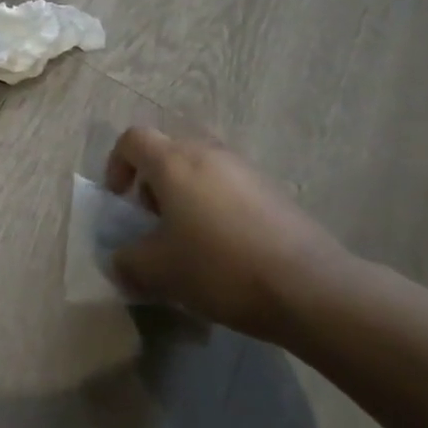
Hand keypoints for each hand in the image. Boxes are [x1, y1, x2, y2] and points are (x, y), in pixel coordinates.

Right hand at [103, 127, 352, 341]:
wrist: (309, 288)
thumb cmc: (219, 267)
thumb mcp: (158, 271)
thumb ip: (128, 261)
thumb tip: (120, 262)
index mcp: (174, 162)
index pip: (133, 139)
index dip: (117, 165)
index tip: (121, 202)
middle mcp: (209, 154)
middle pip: (168, 151)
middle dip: (152, 182)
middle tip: (154, 222)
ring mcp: (246, 170)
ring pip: (201, 169)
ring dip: (185, 195)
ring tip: (188, 238)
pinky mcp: (274, 191)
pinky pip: (229, 187)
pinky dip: (215, 206)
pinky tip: (223, 248)